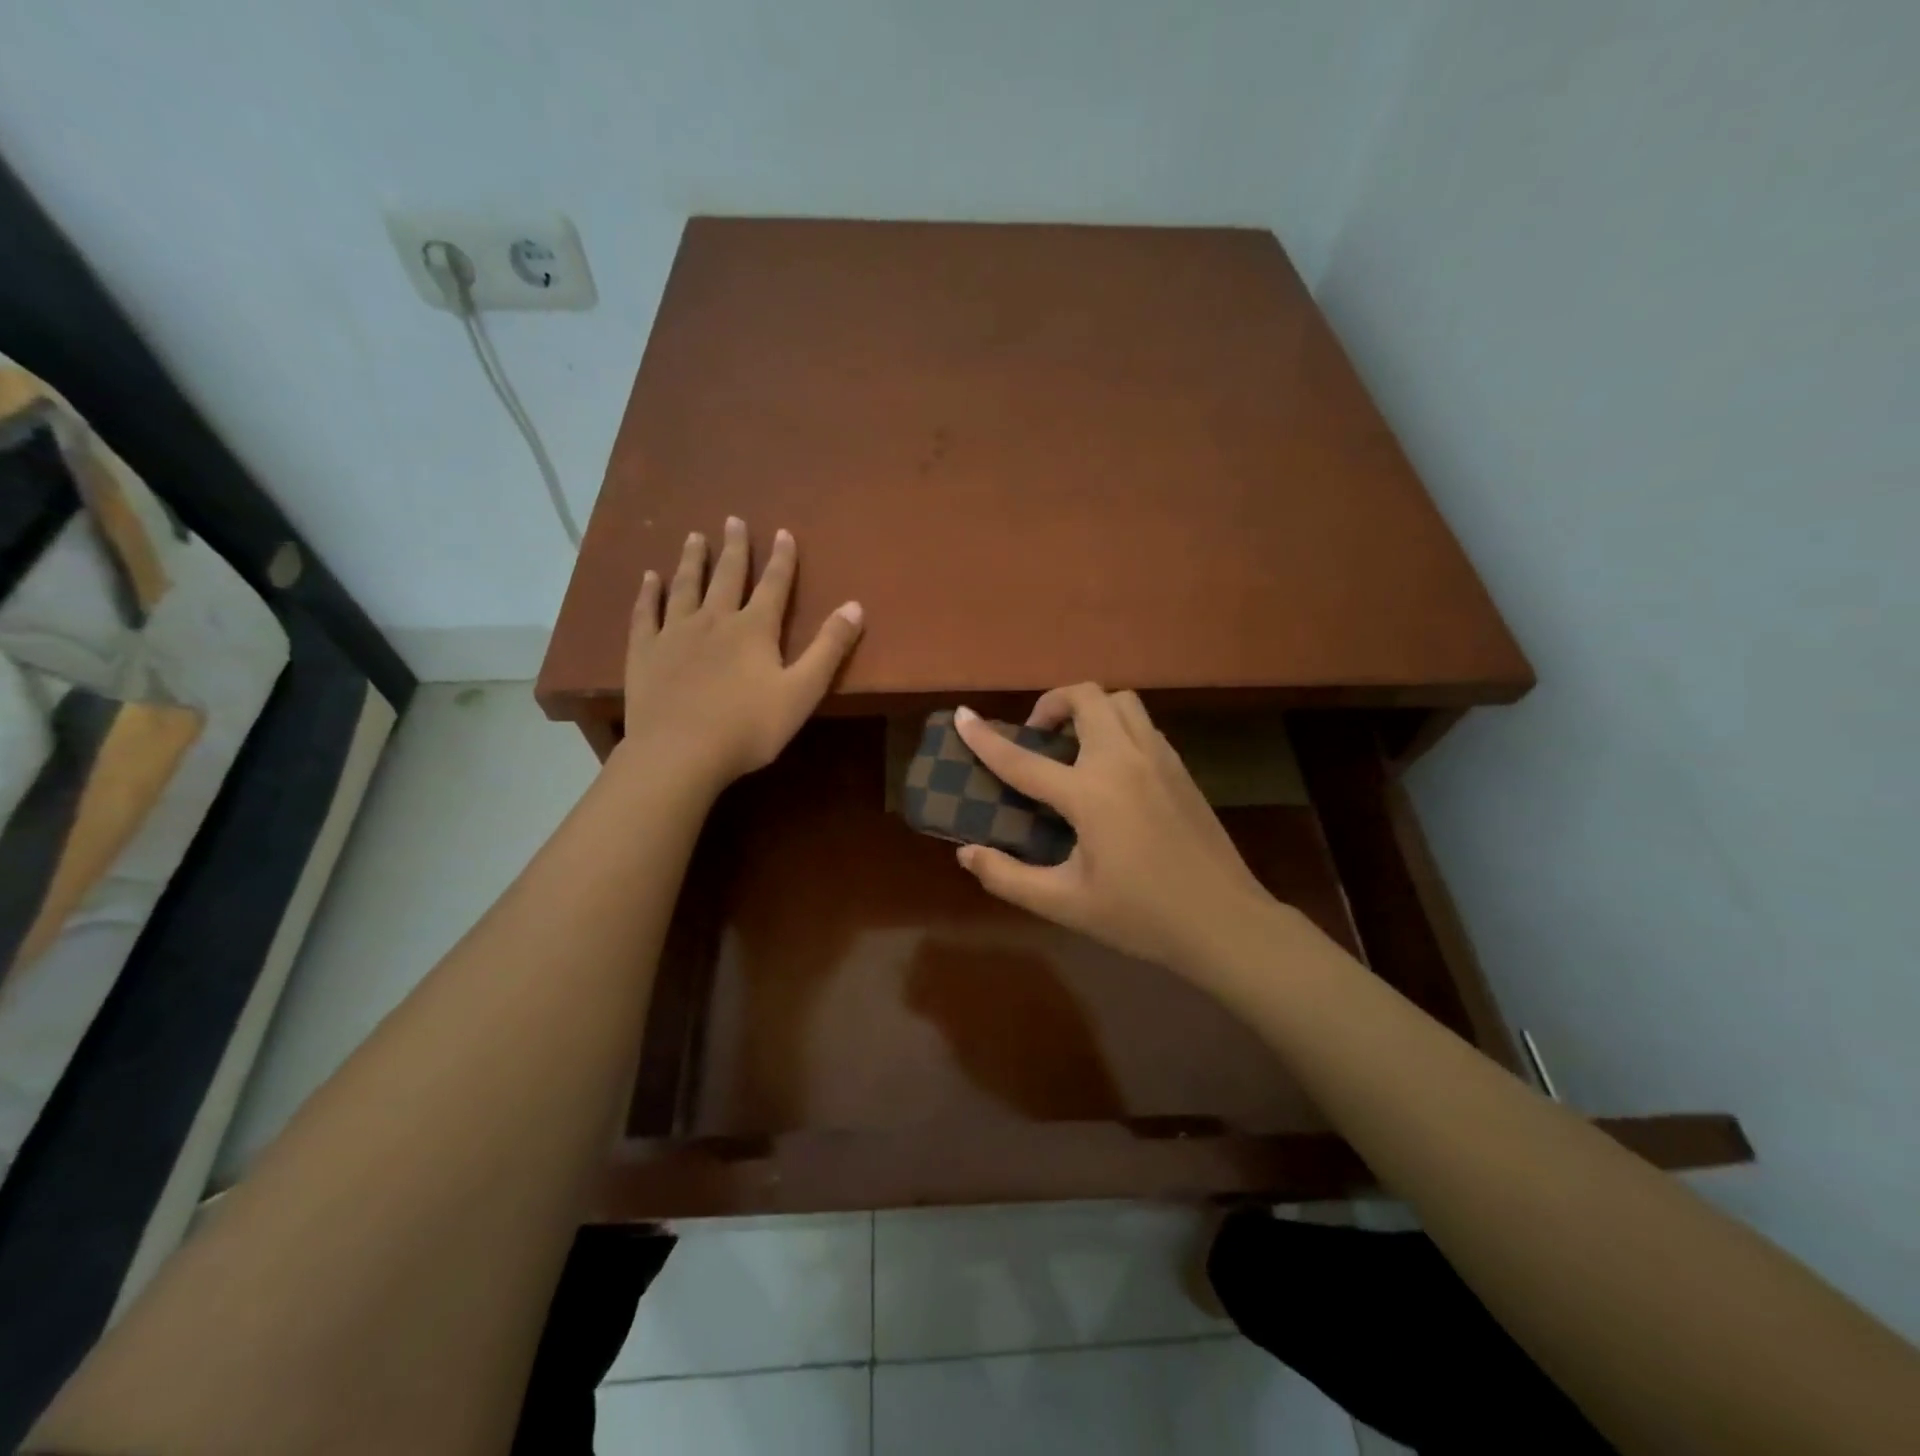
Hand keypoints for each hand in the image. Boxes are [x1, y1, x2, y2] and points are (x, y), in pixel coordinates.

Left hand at [618, 517, 862, 790]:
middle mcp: (714, 620)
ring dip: (692, 560)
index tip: (782, 532)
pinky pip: (645, 613)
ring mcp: (675, 633)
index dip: (781, 559)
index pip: (773, 585)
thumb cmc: (749, 727)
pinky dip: (648, 593)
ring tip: (695, 537)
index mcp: (754, 629)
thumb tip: (855, 606)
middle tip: (733, 520)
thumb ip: (829, 648)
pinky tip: (648, 578)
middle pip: (727, 576)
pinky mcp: (645, 652)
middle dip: (734, 548)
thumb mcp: (802, 691)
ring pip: (685, 587)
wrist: (680, 752)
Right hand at [952, 685, 1278, 975]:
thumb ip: (1009, 878)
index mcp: (1090, 794)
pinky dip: (1116, 726)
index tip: (962, 716)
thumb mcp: (1065, 904)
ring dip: (1089, 709)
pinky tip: (1111, 768)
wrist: (1225, 922)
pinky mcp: (1181, 768)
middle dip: (1051, 704)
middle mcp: (1123, 761)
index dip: (985, 738)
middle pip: (1085, 697)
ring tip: (1074, 746)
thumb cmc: (1142, 916)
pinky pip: (1142, 724)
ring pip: (1120, 702)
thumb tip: (967, 853)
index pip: (1024, 759)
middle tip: (1038, 738)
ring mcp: (1159, 759)